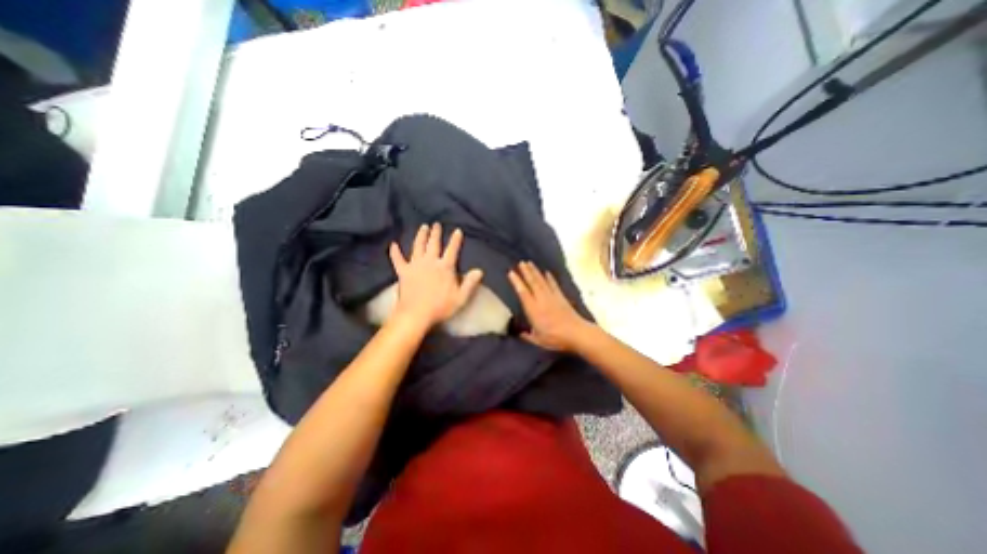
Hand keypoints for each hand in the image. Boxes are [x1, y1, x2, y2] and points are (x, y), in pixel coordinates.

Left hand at [387, 222, 484, 329]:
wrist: (416, 314)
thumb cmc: (440, 307)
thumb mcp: (461, 297)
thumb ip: (470, 283)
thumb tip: (479, 271)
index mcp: (445, 267)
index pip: (452, 250)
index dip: (455, 240)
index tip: (457, 230)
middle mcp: (430, 262)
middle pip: (433, 244)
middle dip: (436, 233)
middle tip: (436, 224)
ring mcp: (415, 265)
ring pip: (418, 246)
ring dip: (421, 236)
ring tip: (423, 227)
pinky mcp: (403, 272)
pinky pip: (398, 259)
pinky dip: (395, 252)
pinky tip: (393, 244)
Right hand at [510, 263, 582, 351]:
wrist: (576, 333)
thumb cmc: (555, 338)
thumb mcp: (538, 340)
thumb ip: (528, 336)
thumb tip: (520, 334)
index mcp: (533, 310)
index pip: (523, 292)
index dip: (516, 282)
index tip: (511, 272)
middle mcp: (541, 300)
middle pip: (532, 283)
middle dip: (526, 272)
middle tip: (521, 263)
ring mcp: (552, 297)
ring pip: (542, 281)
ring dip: (535, 271)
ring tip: (529, 263)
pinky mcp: (561, 297)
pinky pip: (554, 285)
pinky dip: (550, 278)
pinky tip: (547, 272)